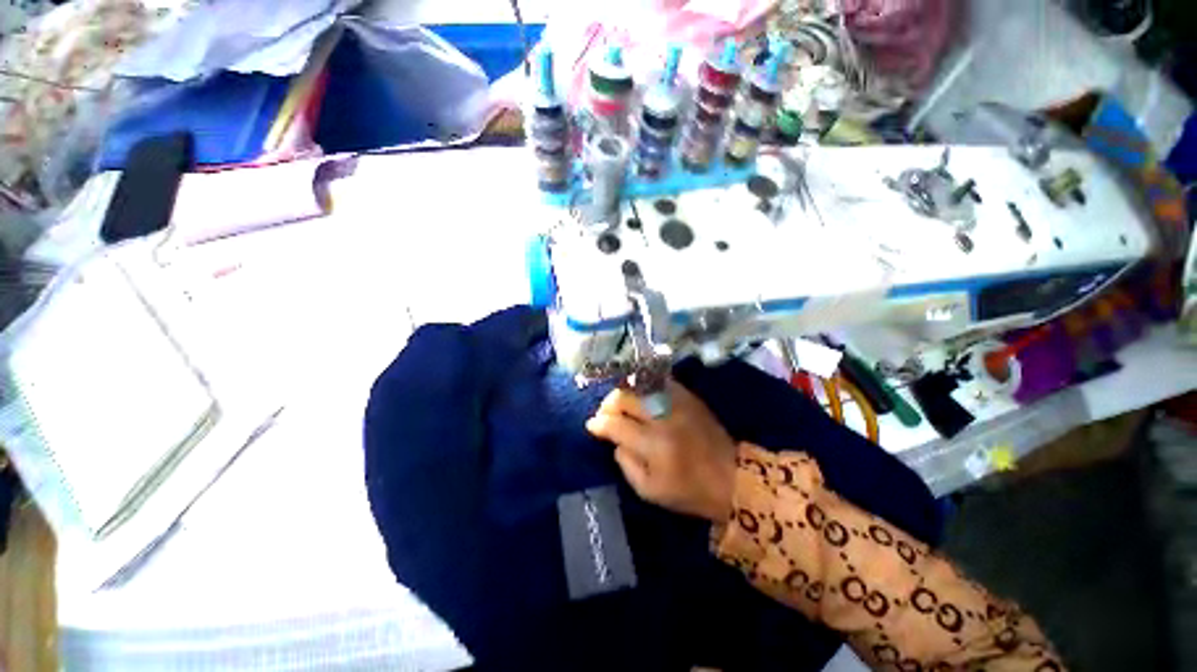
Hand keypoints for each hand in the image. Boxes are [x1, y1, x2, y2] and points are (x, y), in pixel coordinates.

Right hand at [586, 380, 737, 522]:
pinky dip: (645, 385)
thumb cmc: (689, 491)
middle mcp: (663, 417)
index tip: (592, 425)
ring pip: (640, 385)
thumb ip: (625, 463)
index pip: (616, 425)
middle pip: (626, 398)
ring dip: (625, 392)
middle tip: (605, 414)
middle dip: (608, 404)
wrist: (732, 477)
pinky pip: (660, 381)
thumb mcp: (649, 491)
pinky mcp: (689, 396)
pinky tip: (640, 395)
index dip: (599, 423)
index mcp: (653, 445)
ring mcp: (677, 403)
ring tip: (621, 403)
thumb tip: (614, 440)